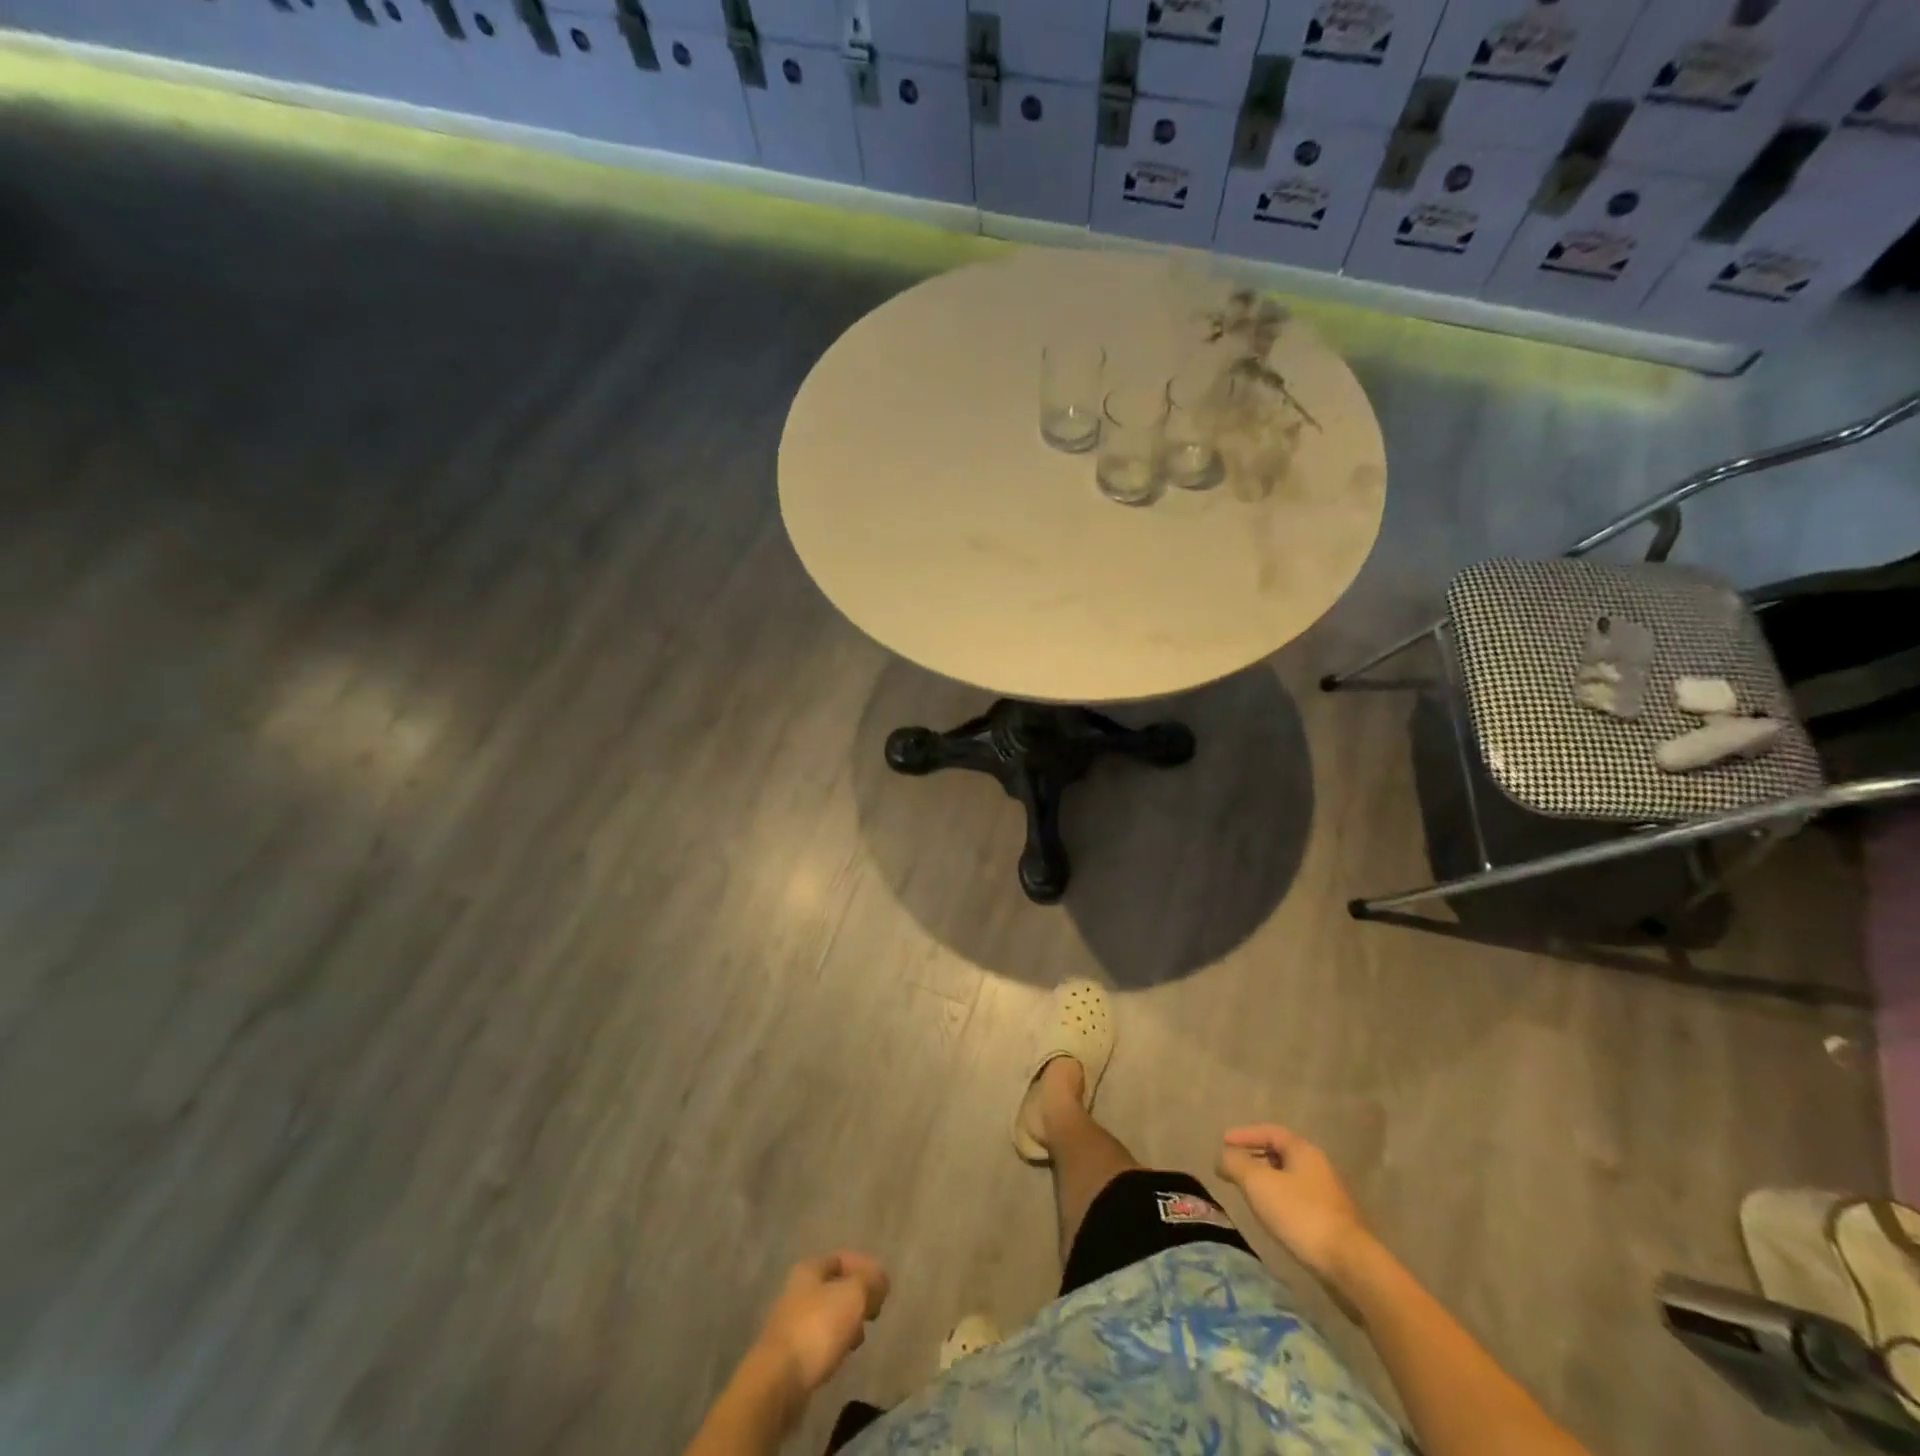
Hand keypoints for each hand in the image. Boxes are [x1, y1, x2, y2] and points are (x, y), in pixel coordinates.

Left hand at [753, 1252, 890, 1397]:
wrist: (778, 1382)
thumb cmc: (817, 1328)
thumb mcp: (853, 1295)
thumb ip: (870, 1281)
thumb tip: (880, 1279)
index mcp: (809, 1269)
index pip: (842, 1259)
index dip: (865, 1268)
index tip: (883, 1288)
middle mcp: (797, 1291)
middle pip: (835, 1287)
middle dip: (857, 1298)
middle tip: (873, 1313)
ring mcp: (791, 1323)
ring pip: (828, 1315)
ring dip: (847, 1323)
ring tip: (859, 1339)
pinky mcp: (790, 1355)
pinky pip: (819, 1340)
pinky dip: (834, 1344)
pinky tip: (841, 1356)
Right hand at [1218, 1125, 1372, 1282]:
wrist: (1350, 1266)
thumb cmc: (1300, 1215)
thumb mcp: (1258, 1183)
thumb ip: (1236, 1163)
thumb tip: (1223, 1156)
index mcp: (1303, 1150)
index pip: (1270, 1131)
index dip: (1244, 1134)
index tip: (1223, 1142)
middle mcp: (1319, 1167)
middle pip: (1280, 1153)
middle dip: (1254, 1157)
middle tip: (1233, 1167)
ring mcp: (1329, 1196)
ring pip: (1290, 1178)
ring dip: (1266, 1180)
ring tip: (1247, 1192)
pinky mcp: (1333, 1222)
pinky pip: (1298, 1200)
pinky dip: (1279, 1200)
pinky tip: (1272, 1216)